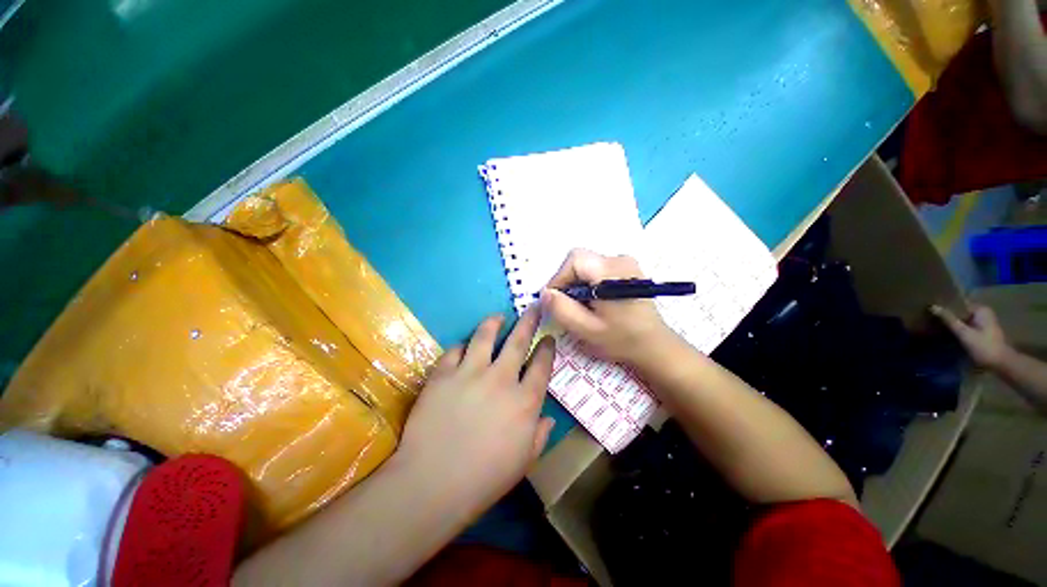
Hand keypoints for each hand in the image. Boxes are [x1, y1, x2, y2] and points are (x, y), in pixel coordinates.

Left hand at [394, 308, 554, 518]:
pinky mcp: (443, 374)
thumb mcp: (524, 461)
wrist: (433, 483)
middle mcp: (501, 378)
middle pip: (518, 341)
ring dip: (494, 322)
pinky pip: (455, 350)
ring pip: (485, 336)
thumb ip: (540, 434)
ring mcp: (470, 373)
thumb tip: (548, 416)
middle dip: (528, 321)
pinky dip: (461, 346)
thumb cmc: (485, 477)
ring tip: (498, 316)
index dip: (547, 348)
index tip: (548, 337)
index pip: (542, 365)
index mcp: (524, 400)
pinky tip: (463, 346)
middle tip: (533, 307)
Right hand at [540, 248, 676, 366]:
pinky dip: (588, 281)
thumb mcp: (586, 330)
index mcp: (610, 271)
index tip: (553, 300)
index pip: (574, 260)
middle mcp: (620, 259)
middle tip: (565, 303)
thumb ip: (562, 310)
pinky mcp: (628, 268)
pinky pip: (598, 268)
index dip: (558, 278)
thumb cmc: (621, 339)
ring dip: (576, 282)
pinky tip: (593, 300)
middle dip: (566, 280)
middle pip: (580, 260)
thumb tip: (544, 293)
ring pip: (587, 263)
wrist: (655, 345)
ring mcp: (626, 262)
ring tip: (580, 305)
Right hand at [931, 304, 1010, 369]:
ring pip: (964, 319)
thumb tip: (932, 306)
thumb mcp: (964, 333)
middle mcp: (983, 312)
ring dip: (953, 322)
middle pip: (961, 311)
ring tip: (937, 325)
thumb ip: (949, 319)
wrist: (1001, 363)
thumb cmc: (984, 347)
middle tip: (932, 318)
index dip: (945, 306)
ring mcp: (984, 322)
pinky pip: (967, 325)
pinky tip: (949, 333)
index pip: (959, 303)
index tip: (931, 310)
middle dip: (949, 315)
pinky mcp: (983, 330)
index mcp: (981, 309)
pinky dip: (959, 328)